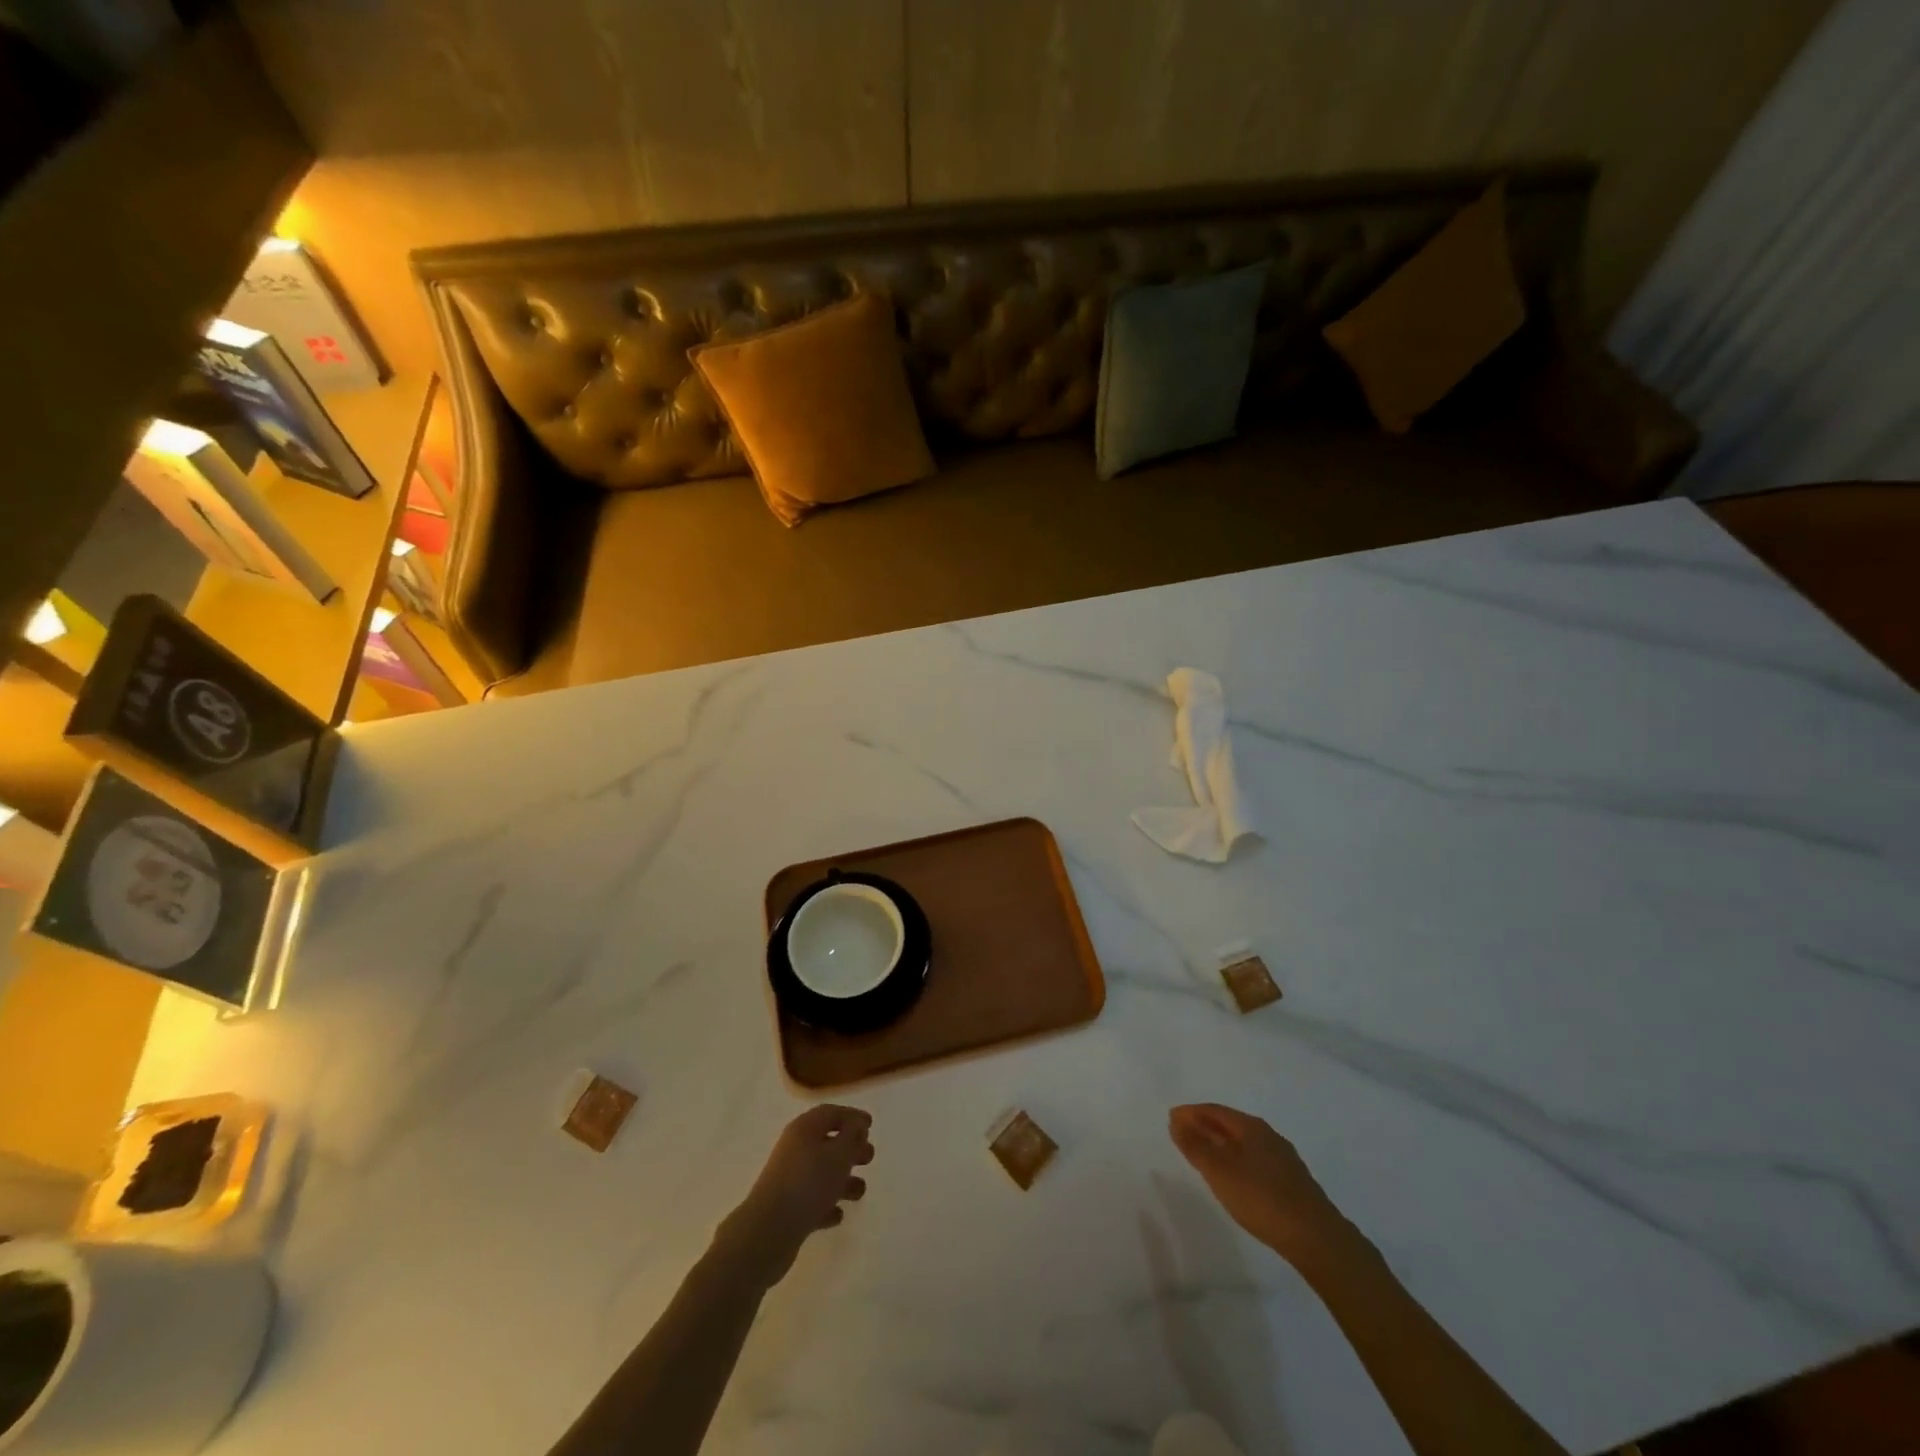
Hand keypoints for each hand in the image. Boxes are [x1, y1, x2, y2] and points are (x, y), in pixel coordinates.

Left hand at [716, 1105, 873, 1288]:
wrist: (769, 1232)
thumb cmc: (809, 1183)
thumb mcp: (839, 1154)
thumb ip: (853, 1136)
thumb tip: (858, 1125)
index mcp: (804, 1128)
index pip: (831, 1113)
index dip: (852, 1116)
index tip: (870, 1125)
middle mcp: (795, 1149)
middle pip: (827, 1141)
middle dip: (850, 1148)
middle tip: (869, 1157)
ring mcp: (789, 1179)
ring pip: (821, 1173)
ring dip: (842, 1180)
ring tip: (859, 1191)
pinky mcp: (787, 1208)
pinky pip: (812, 1200)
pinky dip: (827, 1204)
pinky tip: (838, 1215)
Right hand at [1169, 1103, 1363, 1270]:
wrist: (1316, 1237)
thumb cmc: (1261, 1198)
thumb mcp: (1219, 1171)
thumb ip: (1195, 1146)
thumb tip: (1177, 1121)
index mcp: (1251, 1126)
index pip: (1214, 1110)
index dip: (1191, 1113)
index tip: (1171, 1118)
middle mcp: (1268, 1135)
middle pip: (1229, 1124)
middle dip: (1205, 1126)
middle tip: (1183, 1133)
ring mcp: (1283, 1158)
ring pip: (1244, 1142)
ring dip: (1221, 1143)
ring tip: (1204, 1154)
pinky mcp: (1292, 1181)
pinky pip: (1255, 1159)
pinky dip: (1236, 1159)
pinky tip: (1234, 1176)